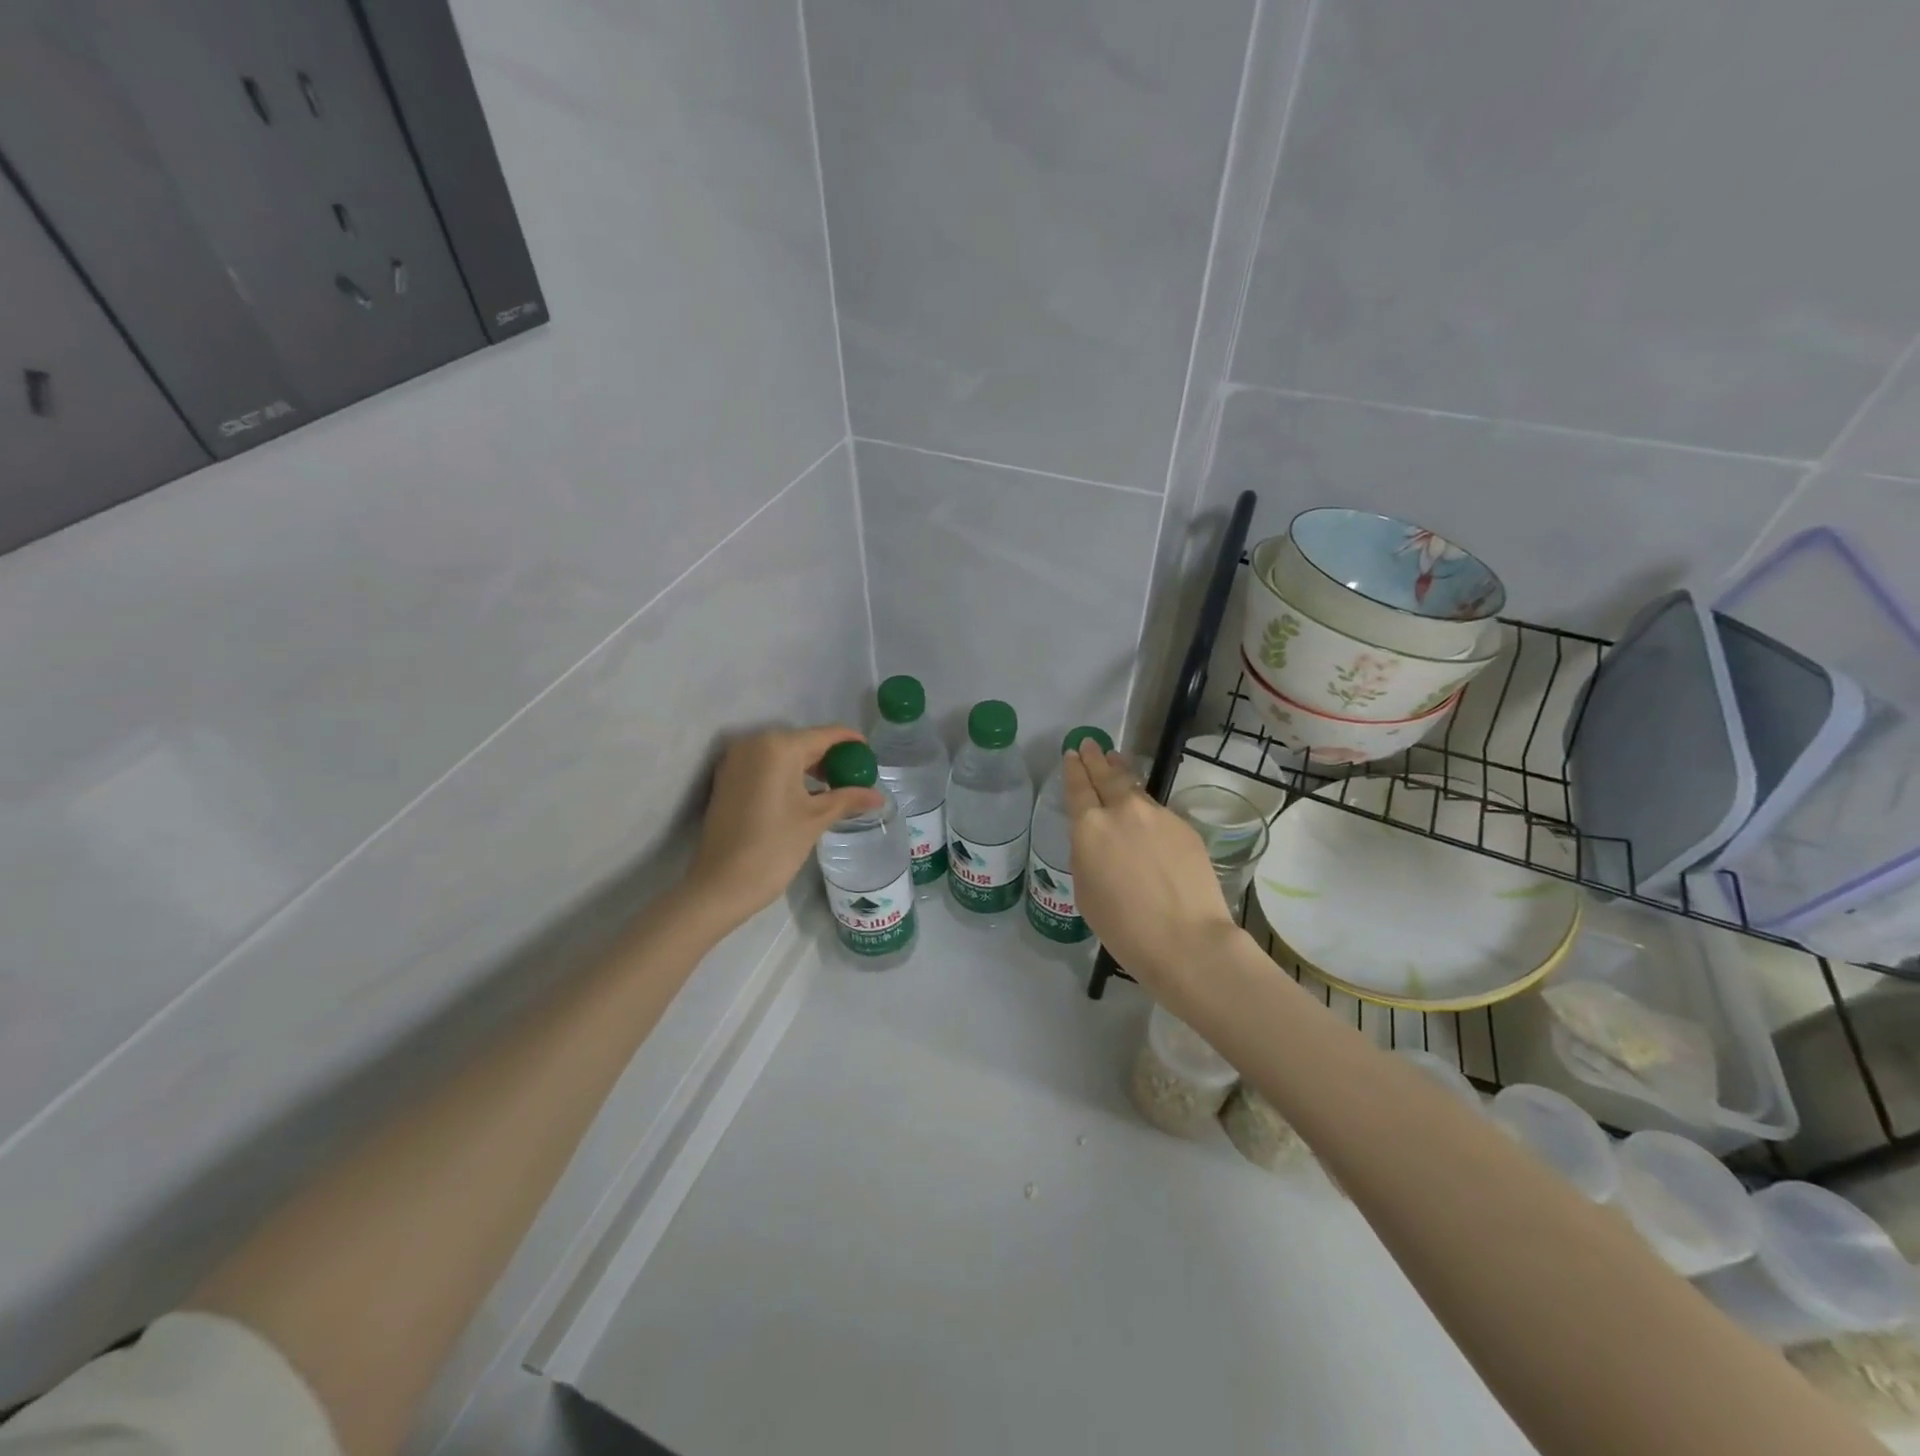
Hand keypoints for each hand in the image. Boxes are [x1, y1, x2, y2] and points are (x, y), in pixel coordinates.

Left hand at [685, 725, 885, 933]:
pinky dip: (787, 775)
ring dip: (809, 767)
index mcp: (778, 746)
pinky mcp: (726, 778)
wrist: (721, 883)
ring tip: (835, 789)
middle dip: (830, 758)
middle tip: (855, 777)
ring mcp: (736, 760)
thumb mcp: (816, 819)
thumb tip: (878, 796)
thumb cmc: (774, 846)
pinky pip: (765, 766)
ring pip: (783, 754)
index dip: (851, 742)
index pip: (825, 735)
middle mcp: (754, 743)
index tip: (870, 755)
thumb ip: (849, 799)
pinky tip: (805, 794)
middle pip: (803, 742)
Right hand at [1063, 741, 1241, 992]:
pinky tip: (1146, 815)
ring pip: (1135, 788)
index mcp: (1089, 827)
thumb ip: (1087, 855)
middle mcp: (1122, 811)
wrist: (1186, 940)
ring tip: (1115, 760)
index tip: (1072, 753)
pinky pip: (1158, 812)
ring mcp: (1157, 816)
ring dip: (1122, 772)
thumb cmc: (1124, 927)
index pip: (1078, 787)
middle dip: (1096, 758)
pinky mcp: (1184, 827)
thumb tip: (1098, 840)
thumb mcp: (1086, 891)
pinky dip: (1146, 808)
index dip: (1073, 769)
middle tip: (1090, 744)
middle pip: (1107, 775)